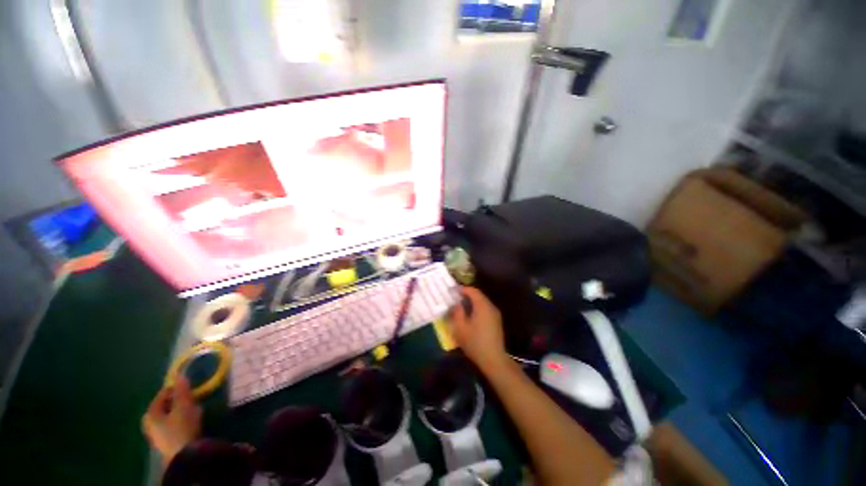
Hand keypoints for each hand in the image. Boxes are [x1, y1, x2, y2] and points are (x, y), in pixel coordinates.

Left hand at [142, 376, 201, 465]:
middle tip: (194, 398)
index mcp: (150, 413)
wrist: (184, 455)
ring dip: (184, 410)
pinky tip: (195, 421)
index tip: (190, 386)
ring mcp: (158, 434)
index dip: (176, 388)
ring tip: (197, 409)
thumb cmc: (181, 427)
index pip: (162, 394)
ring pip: (172, 415)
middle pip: (167, 405)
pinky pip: (176, 424)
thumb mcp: (183, 406)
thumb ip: (181, 390)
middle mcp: (150, 423)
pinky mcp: (168, 441)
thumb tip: (180, 374)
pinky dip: (185, 420)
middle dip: (181, 401)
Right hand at [448, 287, 508, 371]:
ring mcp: (495, 314)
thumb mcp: (460, 328)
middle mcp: (491, 307)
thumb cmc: (475, 342)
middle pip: (479, 295)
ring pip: (483, 302)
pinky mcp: (497, 321)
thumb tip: (457, 304)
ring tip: (462, 306)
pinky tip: (471, 315)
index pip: (473, 291)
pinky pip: (486, 309)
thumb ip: (457, 312)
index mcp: (482, 306)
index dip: (463, 289)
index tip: (453, 290)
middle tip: (456, 298)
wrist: (494, 359)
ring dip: (472, 302)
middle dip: (467, 295)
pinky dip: (477, 308)